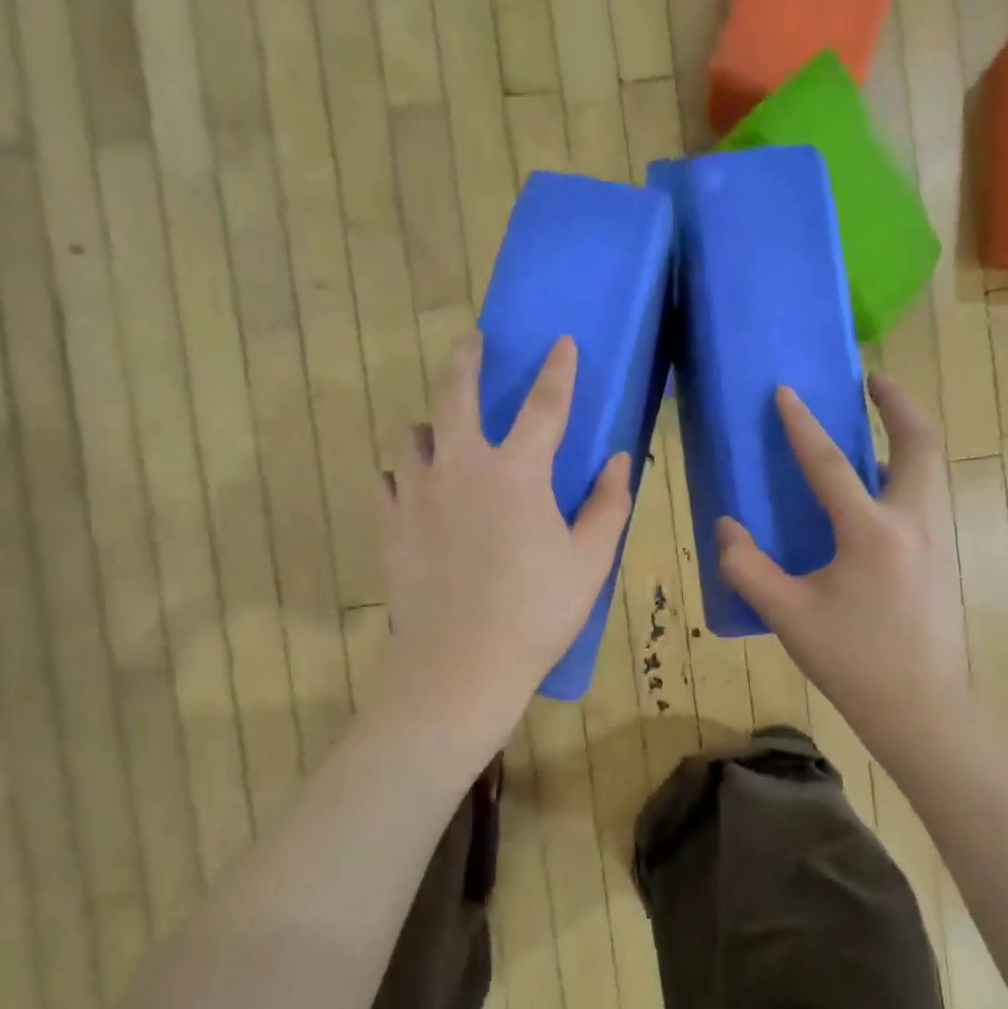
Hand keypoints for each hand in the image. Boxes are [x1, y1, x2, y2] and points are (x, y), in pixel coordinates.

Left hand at [379, 333, 631, 734]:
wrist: (460, 666)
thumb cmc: (536, 615)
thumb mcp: (589, 562)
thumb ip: (608, 505)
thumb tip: (619, 460)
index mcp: (517, 474)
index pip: (544, 405)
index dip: (557, 370)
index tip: (561, 342)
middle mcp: (460, 468)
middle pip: (456, 394)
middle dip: (467, 360)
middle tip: (473, 342)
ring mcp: (416, 494)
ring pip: (415, 436)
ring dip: (433, 426)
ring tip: (443, 435)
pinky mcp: (390, 524)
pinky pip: (388, 480)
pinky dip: (404, 475)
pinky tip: (414, 489)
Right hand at [715, 376, 967, 735]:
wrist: (920, 707)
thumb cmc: (851, 660)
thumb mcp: (786, 615)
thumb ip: (746, 567)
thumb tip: (725, 528)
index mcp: (872, 533)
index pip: (832, 465)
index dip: (803, 426)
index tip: (786, 391)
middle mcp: (914, 523)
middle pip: (919, 444)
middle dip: (898, 404)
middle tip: (873, 381)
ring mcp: (938, 540)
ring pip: (930, 470)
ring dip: (906, 439)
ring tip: (876, 430)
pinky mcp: (944, 560)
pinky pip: (928, 498)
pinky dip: (907, 476)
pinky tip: (879, 497)